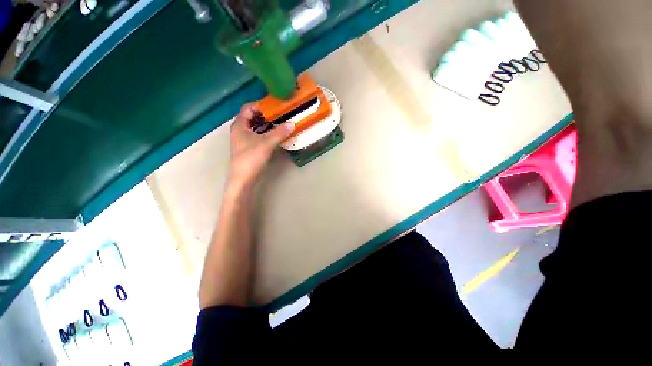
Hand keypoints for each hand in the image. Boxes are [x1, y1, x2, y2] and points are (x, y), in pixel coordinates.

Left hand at [228, 104, 294, 188]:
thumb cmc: (250, 159)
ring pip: (254, 125)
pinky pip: (255, 134)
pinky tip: (274, 133)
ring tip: (280, 121)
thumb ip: (279, 132)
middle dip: (265, 113)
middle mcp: (238, 129)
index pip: (248, 107)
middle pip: (251, 115)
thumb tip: (292, 123)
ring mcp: (241, 139)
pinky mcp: (246, 147)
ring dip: (265, 122)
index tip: (275, 105)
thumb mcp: (266, 143)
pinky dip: (264, 131)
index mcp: (239, 125)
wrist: (241, 181)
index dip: (261, 104)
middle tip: (280, 112)